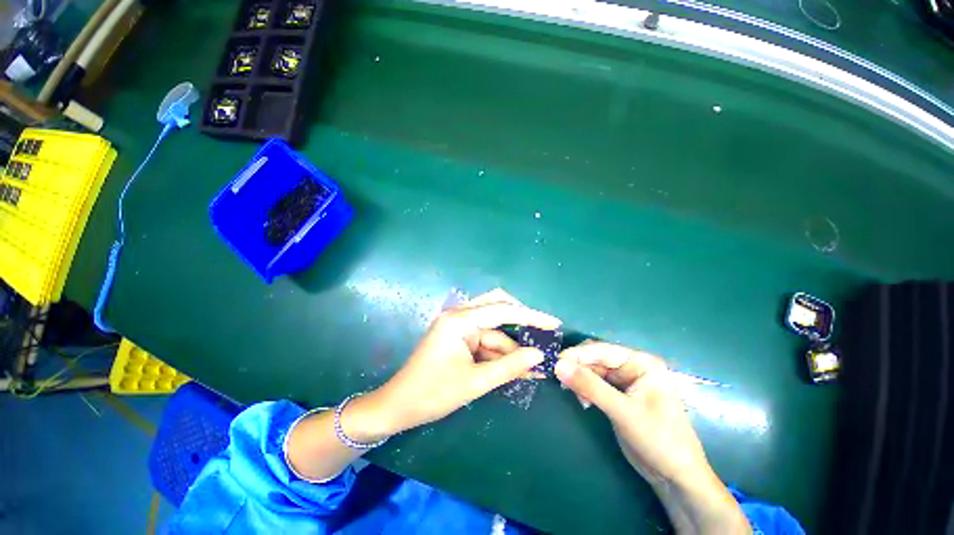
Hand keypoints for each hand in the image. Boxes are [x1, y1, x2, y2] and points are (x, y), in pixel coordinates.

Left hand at [373, 289, 560, 434]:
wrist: (398, 407)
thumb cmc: (433, 394)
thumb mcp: (475, 381)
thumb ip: (509, 366)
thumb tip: (539, 356)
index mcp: (459, 320)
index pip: (502, 311)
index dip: (531, 316)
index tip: (554, 323)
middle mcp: (459, 316)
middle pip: (497, 309)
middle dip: (521, 324)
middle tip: (543, 337)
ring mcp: (458, 326)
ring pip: (494, 329)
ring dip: (512, 346)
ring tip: (534, 365)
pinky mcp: (459, 338)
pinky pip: (485, 339)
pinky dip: (500, 352)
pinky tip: (516, 366)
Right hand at [554, 342, 750, 533]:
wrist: (675, 477)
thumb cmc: (659, 439)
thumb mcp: (623, 411)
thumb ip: (590, 386)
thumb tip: (558, 365)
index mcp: (642, 363)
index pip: (603, 350)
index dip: (578, 354)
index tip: (556, 360)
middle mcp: (632, 368)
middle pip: (596, 358)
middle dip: (577, 366)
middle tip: (558, 377)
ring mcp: (625, 382)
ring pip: (593, 371)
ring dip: (579, 378)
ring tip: (570, 392)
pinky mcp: (618, 396)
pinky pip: (595, 384)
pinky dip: (584, 389)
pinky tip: (581, 400)